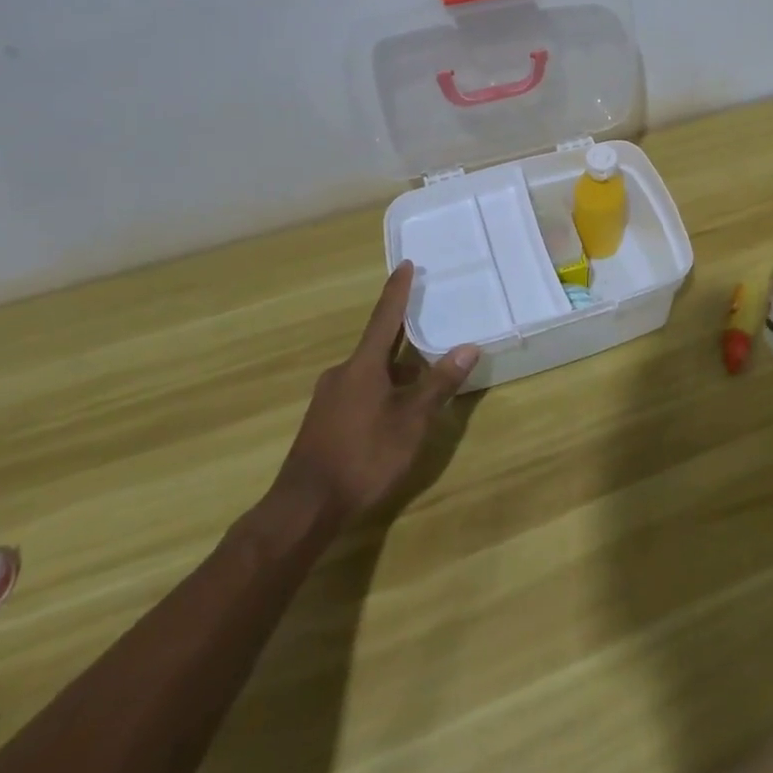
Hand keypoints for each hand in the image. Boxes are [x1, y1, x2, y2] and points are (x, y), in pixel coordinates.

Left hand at [268, 262, 479, 523]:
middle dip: (403, 335)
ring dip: (395, 369)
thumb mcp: (411, 422)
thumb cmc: (363, 457)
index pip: (385, 317)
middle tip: (428, 322)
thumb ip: (439, 384)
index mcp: (363, 366)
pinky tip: (396, 410)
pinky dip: (382, 389)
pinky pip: (359, 390)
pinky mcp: (324, 420)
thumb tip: (468, 347)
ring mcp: (329, 397)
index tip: (406, 264)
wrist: (304, 508)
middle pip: (378, 345)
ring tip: (422, 376)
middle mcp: (342, 373)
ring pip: (370, 372)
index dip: (397, 291)